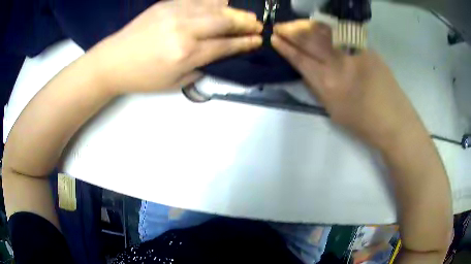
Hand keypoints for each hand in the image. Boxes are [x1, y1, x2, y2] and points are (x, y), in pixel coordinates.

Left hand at [91, 0, 262, 93]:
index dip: (244, 43)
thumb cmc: (143, 77)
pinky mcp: (166, 4)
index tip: (258, 40)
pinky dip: (214, 2)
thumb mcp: (174, 83)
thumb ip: (201, 68)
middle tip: (257, 25)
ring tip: (245, 14)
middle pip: (224, 21)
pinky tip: (222, 5)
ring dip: (233, 10)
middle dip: (245, 22)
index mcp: (185, 54)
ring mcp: (175, 12)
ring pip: (213, 7)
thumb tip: (219, 56)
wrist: (113, 61)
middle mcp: (184, 30)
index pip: (225, 45)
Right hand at [271, 20, 422, 148]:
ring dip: (305, 25)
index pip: (300, 58)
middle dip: (290, 30)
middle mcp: (338, 63)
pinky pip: (340, 32)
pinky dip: (324, 28)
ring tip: (294, 24)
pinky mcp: (365, 47)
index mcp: (328, 84)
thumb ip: (318, 86)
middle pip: (309, 39)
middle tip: (278, 26)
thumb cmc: (363, 123)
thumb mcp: (333, 110)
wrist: (394, 119)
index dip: (285, 47)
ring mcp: (353, 51)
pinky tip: (317, 27)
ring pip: (323, 31)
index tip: (274, 39)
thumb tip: (307, 69)